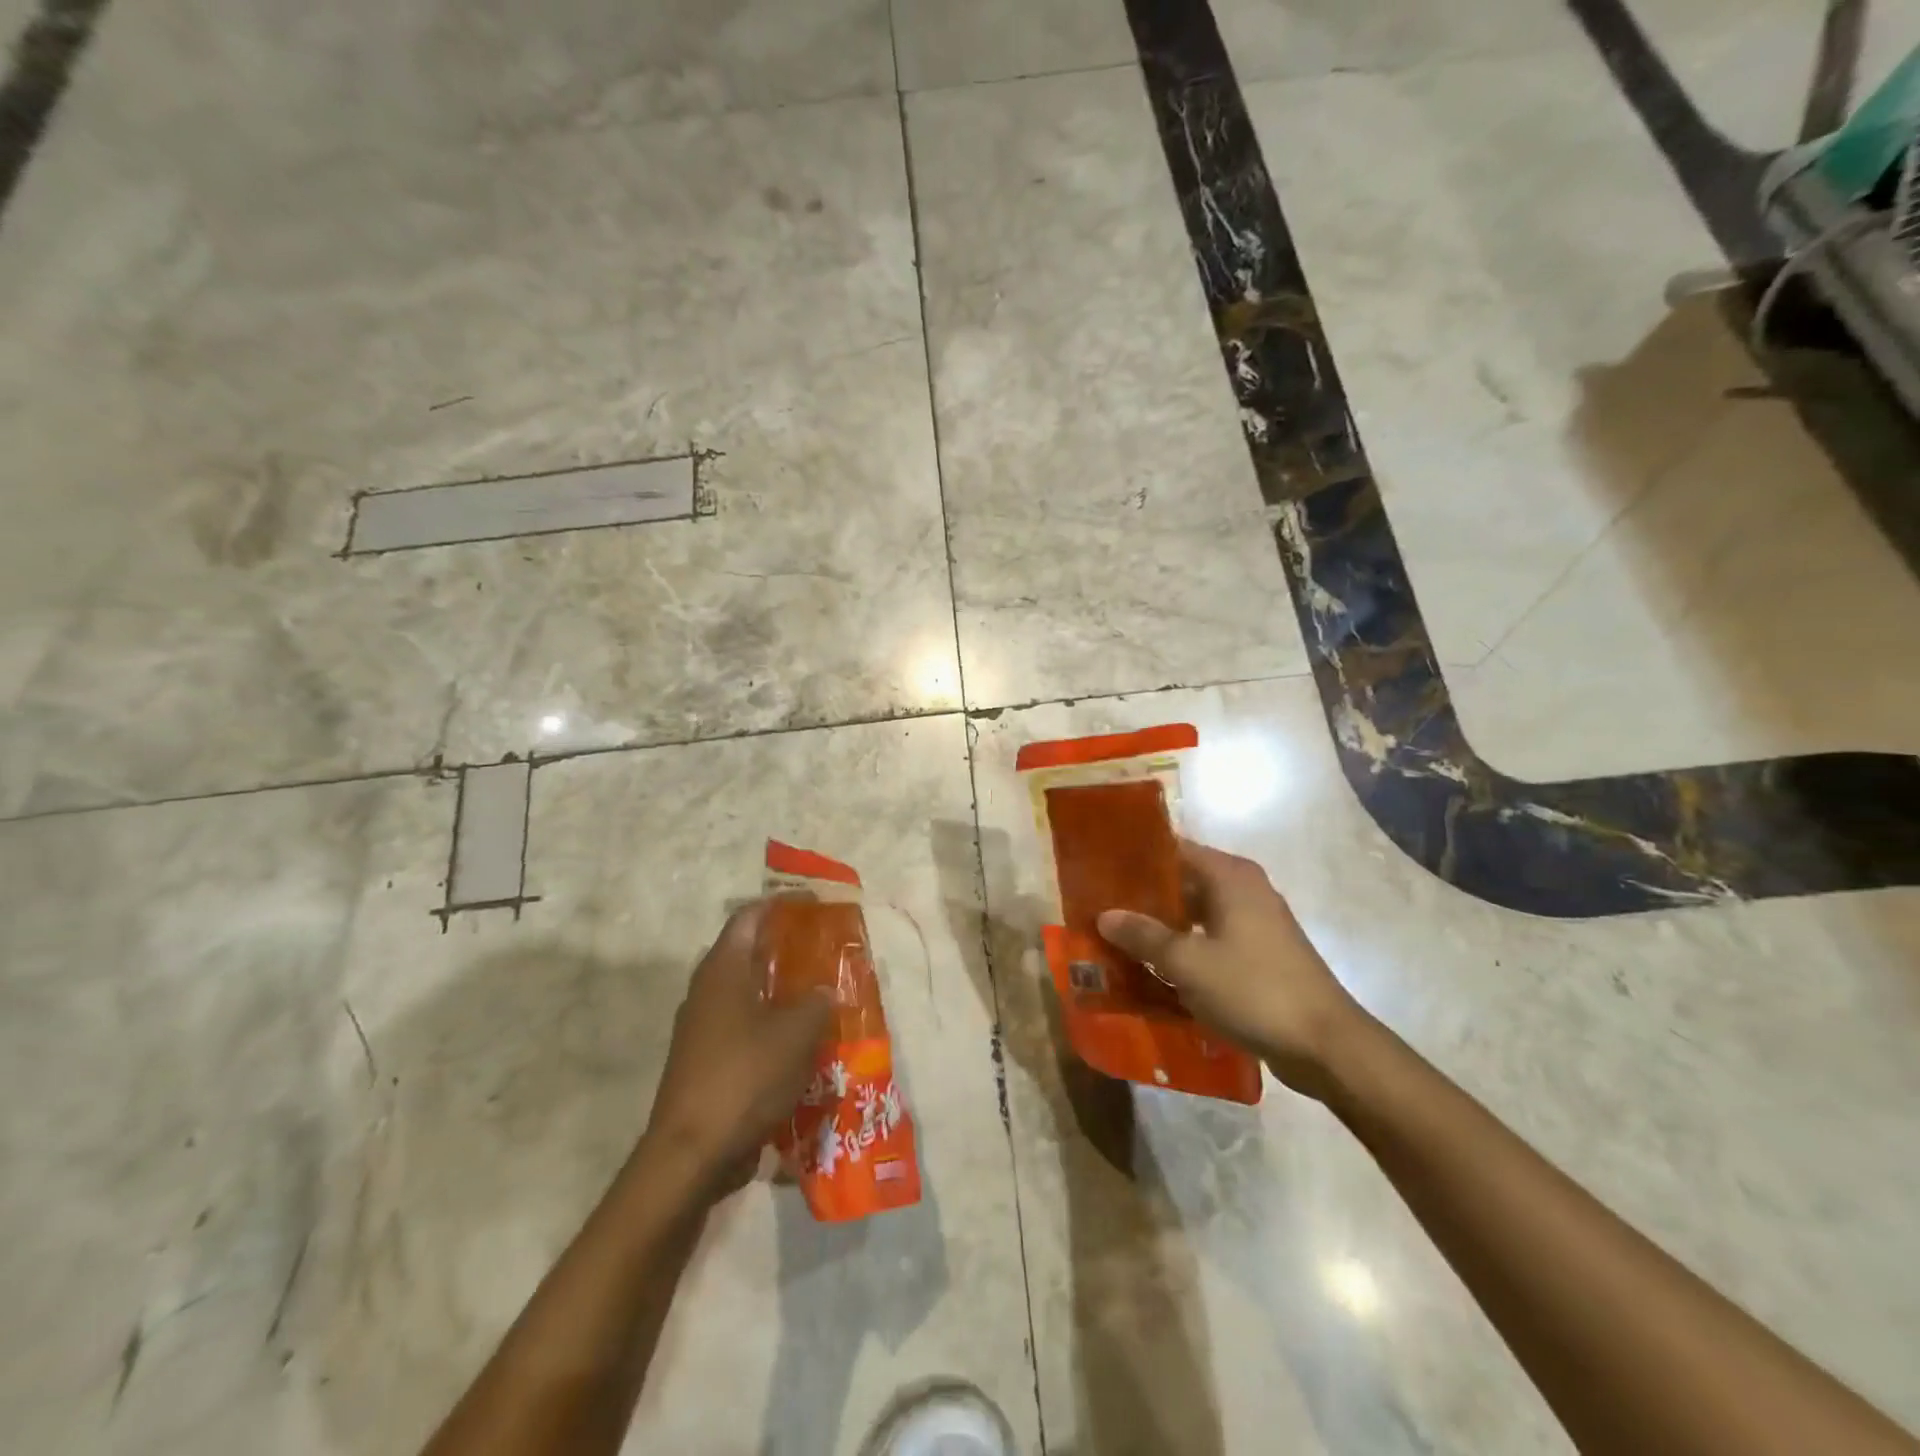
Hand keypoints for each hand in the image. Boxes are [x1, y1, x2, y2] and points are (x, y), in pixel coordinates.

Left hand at [640, 901, 832, 1197]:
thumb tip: (823, 992)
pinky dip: (770, 1025)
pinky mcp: (703, 1061)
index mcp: (722, 970)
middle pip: (747, 953)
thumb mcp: (796, 1035)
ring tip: (818, 994)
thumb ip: (816, 1004)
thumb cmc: (744, 1078)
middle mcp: (706, 991)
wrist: (690, 1155)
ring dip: (780, 990)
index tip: (814, 903)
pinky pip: (742, 1027)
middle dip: (785, 948)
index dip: (782, 904)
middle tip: (822, 949)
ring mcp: (701, 1029)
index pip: (750, 917)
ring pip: (746, 993)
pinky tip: (799, 1043)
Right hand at [1097, 840, 1366, 1095]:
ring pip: (1195, 915)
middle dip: (1143, 897)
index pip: (1173, 849)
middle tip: (1099, 908)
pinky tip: (1152, 970)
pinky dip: (1184, 950)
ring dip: (1161, 928)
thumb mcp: (1188, 963)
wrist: (1325, 1045)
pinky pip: (1210, 941)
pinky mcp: (1259, 956)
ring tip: (1117, 939)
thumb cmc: (1254, 989)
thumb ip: (1143, 936)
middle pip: (1182, 882)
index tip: (1099, 868)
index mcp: (1230, 876)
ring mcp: (1254, 924)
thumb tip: (1105, 915)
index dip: (1136, 858)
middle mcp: (1243, 890)